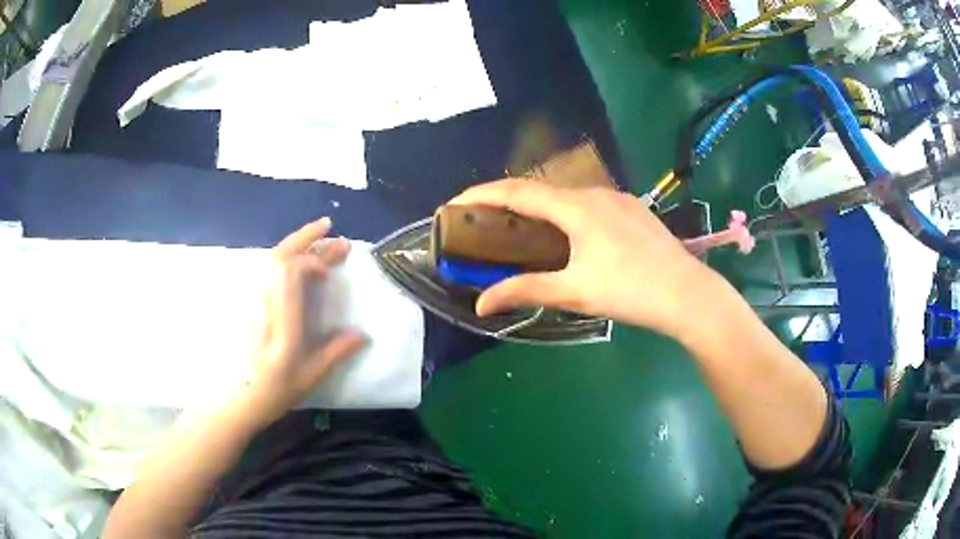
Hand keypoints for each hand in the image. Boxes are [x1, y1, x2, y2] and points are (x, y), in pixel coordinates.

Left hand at [245, 218, 365, 426]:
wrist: (239, 398)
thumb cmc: (274, 390)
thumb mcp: (310, 376)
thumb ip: (335, 352)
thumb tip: (362, 335)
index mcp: (281, 320)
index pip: (290, 273)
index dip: (311, 262)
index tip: (329, 272)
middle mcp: (265, 302)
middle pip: (280, 257)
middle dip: (306, 239)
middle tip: (331, 229)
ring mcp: (254, 300)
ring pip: (271, 260)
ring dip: (295, 244)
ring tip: (317, 236)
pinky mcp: (249, 303)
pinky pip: (266, 271)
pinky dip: (284, 257)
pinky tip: (295, 261)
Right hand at [449, 179, 714, 338]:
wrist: (689, 294)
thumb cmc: (630, 291)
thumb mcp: (574, 292)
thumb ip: (526, 290)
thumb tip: (482, 303)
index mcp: (576, 207)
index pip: (518, 191)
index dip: (483, 194)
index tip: (456, 202)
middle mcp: (595, 193)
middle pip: (541, 190)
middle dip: (508, 201)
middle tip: (485, 220)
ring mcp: (618, 200)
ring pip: (567, 197)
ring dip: (539, 208)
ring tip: (522, 228)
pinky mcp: (634, 211)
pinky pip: (589, 204)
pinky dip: (565, 213)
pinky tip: (569, 235)